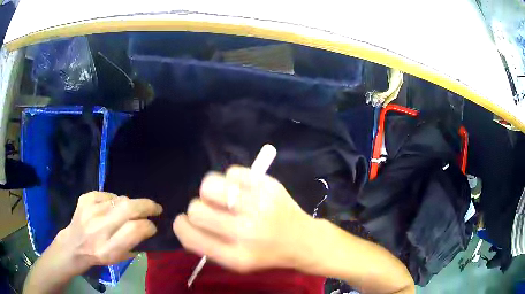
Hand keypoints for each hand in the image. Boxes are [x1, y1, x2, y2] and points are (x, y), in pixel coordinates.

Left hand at [52, 191, 162, 275]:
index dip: (149, 226)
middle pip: (129, 208)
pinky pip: (108, 194)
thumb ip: (133, 243)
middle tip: (156, 208)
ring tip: (127, 213)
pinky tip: (110, 209)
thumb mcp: (118, 258)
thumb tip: (148, 226)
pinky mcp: (85, 198)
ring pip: (120, 199)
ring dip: (129, 205)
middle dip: (147, 206)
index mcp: (109, 248)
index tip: (153, 227)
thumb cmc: (99, 255)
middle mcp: (99, 227)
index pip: (135, 229)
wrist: (74, 244)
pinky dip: (114, 200)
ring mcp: (90, 209)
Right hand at [173, 166, 313, 272]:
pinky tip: (242, 190)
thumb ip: (207, 245)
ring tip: (224, 198)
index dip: (182, 225)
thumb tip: (186, 222)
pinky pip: (232, 171)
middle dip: (198, 210)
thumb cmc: (266, 254)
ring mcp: (258, 205)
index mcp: (235, 256)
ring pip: (209, 184)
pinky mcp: (268, 185)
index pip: (189, 234)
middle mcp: (245, 231)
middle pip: (196, 208)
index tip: (187, 222)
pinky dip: (231, 180)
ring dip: (211, 192)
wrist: (302, 240)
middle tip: (212, 212)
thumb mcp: (235, 263)